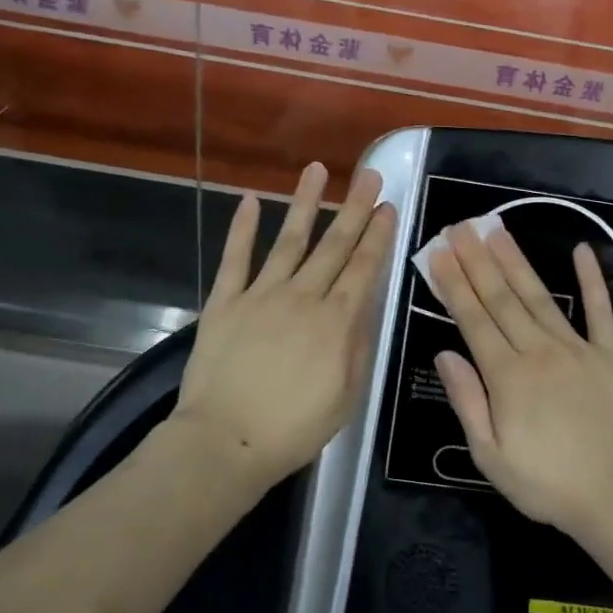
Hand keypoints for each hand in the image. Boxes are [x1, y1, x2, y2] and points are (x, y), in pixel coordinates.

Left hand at [176, 162, 396, 488]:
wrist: (226, 441)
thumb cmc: (293, 429)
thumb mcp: (346, 397)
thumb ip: (358, 347)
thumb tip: (365, 307)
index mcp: (337, 322)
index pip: (363, 268)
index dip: (377, 235)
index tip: (387, 206)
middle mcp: (304, 297)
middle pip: (334, 245)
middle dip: (354, 207)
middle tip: (368, 175)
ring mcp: (261, 295)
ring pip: (289, 239)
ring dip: (305, 203)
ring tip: (317, 170)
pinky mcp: (225, 302)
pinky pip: (236, 258)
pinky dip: (242, 228)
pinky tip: (250, 199)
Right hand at [430, 221, 612, 533]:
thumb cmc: (546, 483)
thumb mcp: (490, 455)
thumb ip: (467, 401)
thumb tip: (444, 353)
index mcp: (507, 376)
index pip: (473, 319)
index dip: (454, 284)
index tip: (439, 253)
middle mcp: (538, 351)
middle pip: (501, 298)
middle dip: (477, 260)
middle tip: (461, 227)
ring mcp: (576, 348)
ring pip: (539, 296)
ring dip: (516, 261)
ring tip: (497, 229)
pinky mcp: (610, 353)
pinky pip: (599, 310)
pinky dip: (591, 279)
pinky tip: (581, 250)